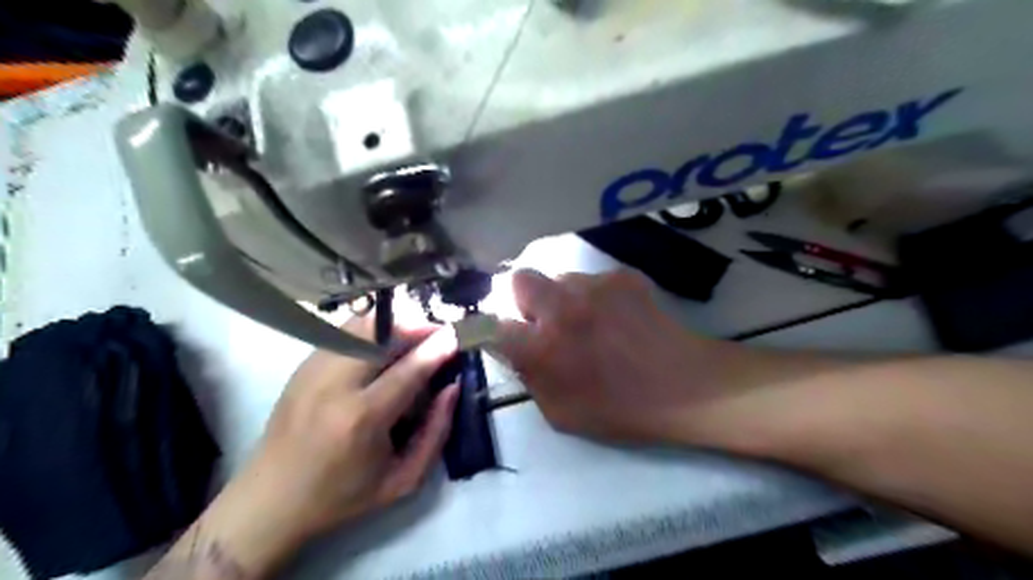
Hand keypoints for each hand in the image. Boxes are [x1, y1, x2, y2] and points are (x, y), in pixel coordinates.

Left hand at [185, 320, 459, 576]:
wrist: (270, 501)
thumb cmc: (342, 496)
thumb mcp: (402, 481)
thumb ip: (436, 433)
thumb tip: (452, 387)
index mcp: (361, 419)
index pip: (407, 370)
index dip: (436, 349)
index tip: (456, 335)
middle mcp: (334, 386)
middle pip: (381, 334)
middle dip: (415, 326)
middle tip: (435, 334)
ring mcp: (313, 371)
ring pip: (360, 326)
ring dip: (393, 325)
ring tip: (412, 338)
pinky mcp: (302, 366)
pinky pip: (344, 333)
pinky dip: (370, 331)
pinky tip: (382, 345)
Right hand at [496, 269, 738, 445]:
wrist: (685, 385)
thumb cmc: (621, 410)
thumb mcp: (561, 413)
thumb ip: (529, 378)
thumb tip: (514, 350)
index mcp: (542, 348)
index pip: (491, 325)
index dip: (490, 329)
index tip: (501, 336)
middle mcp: (560, 308)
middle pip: (518, 279)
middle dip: (523, 299)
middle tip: (544, 321)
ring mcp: (593, 286)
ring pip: (559, 278)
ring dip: (563, 297)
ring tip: (590, 322)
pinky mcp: (620, 276)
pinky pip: (592, 279)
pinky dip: (595, 295)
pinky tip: (617, 316)